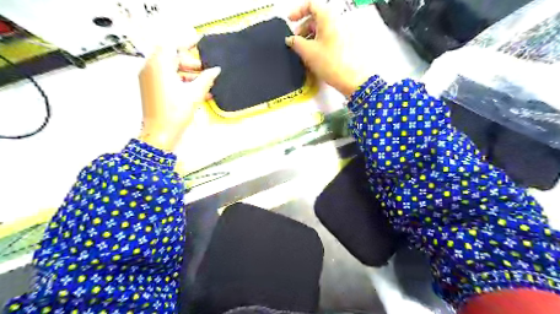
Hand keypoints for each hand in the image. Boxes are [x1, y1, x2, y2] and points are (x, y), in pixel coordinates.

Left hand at [138, 40, 220, 152]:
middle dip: (191, 62)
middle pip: (172, 57)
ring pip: (171, 69)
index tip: (200, 40)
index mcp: (159, 66)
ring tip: (206, 83)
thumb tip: (216, 69)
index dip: (187, 41)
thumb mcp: (194, 94)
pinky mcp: (152, 88)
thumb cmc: (176, 112)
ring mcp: (150, 79)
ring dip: (189, 73)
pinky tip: (199, 90)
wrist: (160, 134)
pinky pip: (168, 79)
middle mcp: (150, 68)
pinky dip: (182, 81)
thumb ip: (206, 79)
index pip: (172, 45)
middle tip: (207, 70)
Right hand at [285, 0, 370, 96]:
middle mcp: (337, 21)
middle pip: (316, 17)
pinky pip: (329, 37)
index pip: (311, 5)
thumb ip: (295, 42)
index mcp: (328, 17)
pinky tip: (314, 56)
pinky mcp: (346, 43)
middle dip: (303, 27)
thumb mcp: (308, 52)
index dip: (298, 11)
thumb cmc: (330, 62)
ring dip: (310, 36)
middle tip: (295, 42)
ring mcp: (343, 32)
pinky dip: (319, 42)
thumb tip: (290, 39)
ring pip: (323, 29)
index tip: (290, 21)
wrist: (352, 78)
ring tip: (304, 52)